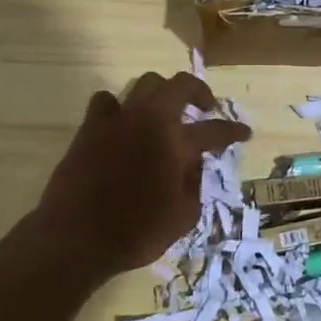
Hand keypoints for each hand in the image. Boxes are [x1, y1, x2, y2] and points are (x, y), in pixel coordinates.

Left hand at [38, 71, 250, 278]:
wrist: (76, 237)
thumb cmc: (135, 233)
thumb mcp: (182, 219)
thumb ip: (194, 185)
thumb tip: (194, 162)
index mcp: (177, 143)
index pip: (215, 130)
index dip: (233, 130)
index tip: (244, 132)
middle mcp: (151, 120)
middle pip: (181, 84)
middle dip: (199, 90)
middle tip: (205, 106)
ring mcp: (119, 118)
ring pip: (146, 83)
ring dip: (161, 92)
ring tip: (164, 110)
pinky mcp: (91, 126)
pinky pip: (106, 100)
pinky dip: (117, 106)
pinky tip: (121, 121)